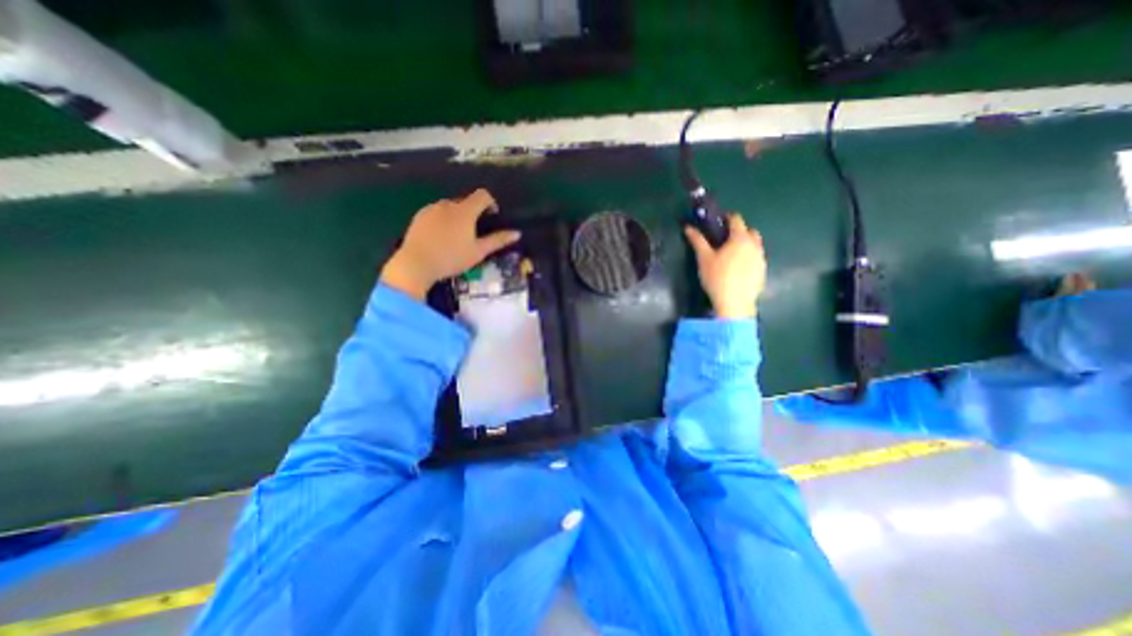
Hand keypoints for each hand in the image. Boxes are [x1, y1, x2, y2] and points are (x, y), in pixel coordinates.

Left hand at [379, 189, 521, 299]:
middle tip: (474, 233)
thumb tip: (517, 233)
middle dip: (473, 213)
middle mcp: (448, 204)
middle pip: (466, 202)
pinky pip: (436, 213)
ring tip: (456, 238)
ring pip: (450, 207)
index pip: (482, 195)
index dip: (491, 203)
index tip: (492, 216)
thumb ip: (498, 240)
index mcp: (464, 211)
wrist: (416, 264)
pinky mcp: (419, 216)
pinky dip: (443, 220)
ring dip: (458, 216)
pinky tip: (441, 238)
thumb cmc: (452, 258)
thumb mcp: (478, 252)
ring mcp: (431, 209)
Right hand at [680, 217, 768, 320]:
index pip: (736, 219)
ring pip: (755, 245)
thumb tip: (688, 227)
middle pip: (749, 231)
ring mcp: (761, 259)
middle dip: (738, 231)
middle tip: (724, 240)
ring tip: (731, 256)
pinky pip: (756, 258)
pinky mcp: (763, 272)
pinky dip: (748, 258)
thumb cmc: (717, 278)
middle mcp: (754, 245)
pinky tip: (737, 270)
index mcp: (740, 238)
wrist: (734, 303)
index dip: (726, 218)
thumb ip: (697, 241)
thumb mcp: (704, 258)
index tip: (717, 222)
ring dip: (745, 245)